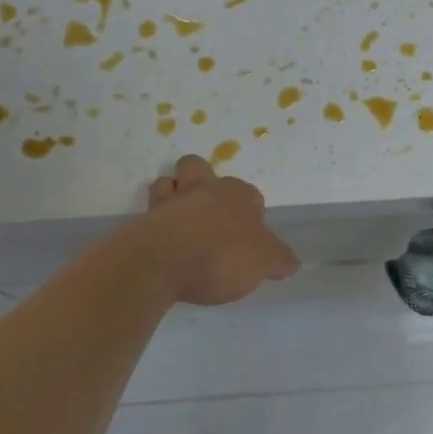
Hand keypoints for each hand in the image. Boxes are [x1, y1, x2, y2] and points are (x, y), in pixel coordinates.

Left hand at [144, 154, 299, 305]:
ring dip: (173, 196)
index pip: (249, 193)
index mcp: (235, 194)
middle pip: (199, 169)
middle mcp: (202, 190)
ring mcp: (167, 203)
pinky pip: (149, 215)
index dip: (251, 210)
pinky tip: (163, 245)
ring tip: (180, 224)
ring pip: (168, 184)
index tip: (251, 234)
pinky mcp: (141, 223)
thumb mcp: (264, 262)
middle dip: (203, 183)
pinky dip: (155, 224)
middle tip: (211, 216)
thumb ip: (279, 260)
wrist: (160, 264)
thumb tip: (291, 261)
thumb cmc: (221, 256)